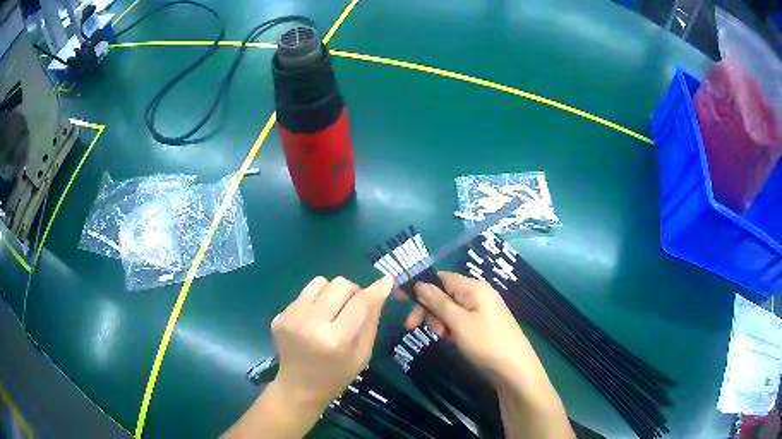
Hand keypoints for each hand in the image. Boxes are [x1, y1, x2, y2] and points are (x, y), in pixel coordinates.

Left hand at [271, 276, 393, 406]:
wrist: (298, 387)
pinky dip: (315, 301)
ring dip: (331, 293)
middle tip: (353, 307)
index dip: (375, 290)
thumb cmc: (337, 375)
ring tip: (331, 311)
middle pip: (339, 284)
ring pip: (320, 282)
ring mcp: (291, 318)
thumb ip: (371, 321)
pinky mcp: (279, 315)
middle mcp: (310, 324)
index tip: (386, 281)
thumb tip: (382, 288)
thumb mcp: (362, 354)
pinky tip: (314, 320)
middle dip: (352, 291)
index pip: (360, 303)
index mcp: (335, 340)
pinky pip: (304, 294)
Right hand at [406, 272, 541, 384]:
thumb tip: (419, 283)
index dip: (420, 289)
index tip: (402, 304)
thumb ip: (438, 302)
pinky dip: (451, 328)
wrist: (515, 369)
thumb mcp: (458, 322)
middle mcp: (478, 293)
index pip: (440, 278)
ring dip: (440, 321)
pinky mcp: (482, 323)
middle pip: (443, 294)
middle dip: (430, 310)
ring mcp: (481, 309)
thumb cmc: (486, 343)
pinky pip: (460, 320)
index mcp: (473, 287)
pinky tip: (452, 340)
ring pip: (450, 309)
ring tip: (444, 338)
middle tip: (418, 328)